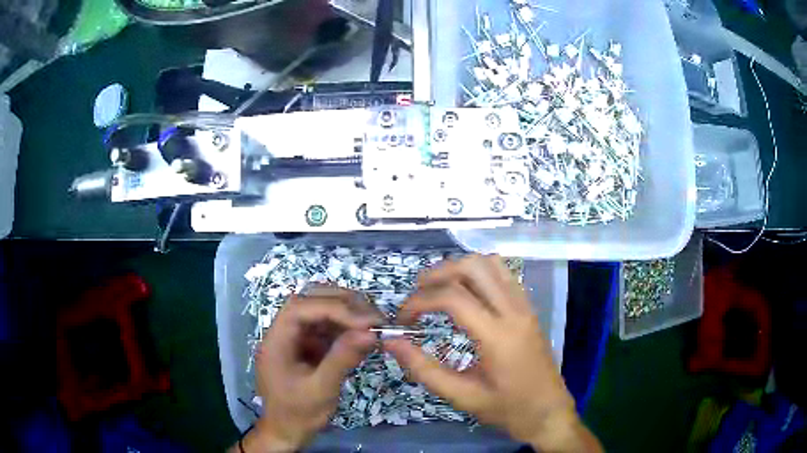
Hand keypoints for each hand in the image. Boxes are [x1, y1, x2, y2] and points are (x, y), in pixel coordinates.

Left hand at [245, 287, 381, 451]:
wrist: (287, 432)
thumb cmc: (298, 414)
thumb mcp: (321, 390)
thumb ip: (342, 359)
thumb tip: (370, 333)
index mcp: (276, 341)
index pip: (300, 308)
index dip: (333, 308)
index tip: (366, 321)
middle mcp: (283, 333)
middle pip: (309, 302)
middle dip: (342, 305)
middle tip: (374, 317)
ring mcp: (295, 339)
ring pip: (320, 312)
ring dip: (347, 314)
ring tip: (374, 324)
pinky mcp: (307, 347)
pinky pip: (326, 329)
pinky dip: (346, 329)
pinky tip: (363, 336)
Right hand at [383, 255, 601, 451]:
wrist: (549, 412)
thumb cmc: (507, 409)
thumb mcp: (462, 396)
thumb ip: (424, 369)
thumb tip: (392, 343)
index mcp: (497, 336)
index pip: (453, 297)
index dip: (420, 301)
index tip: (403, 318)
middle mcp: (514, 311)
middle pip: (473, 267)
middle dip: (438, 273)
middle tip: (417, 294)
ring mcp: (525, 306)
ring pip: (491, 263)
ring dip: (460, 269)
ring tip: (438, 289)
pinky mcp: (529, 308)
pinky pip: (504, 274)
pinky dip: (479, 273)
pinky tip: (466, 293)